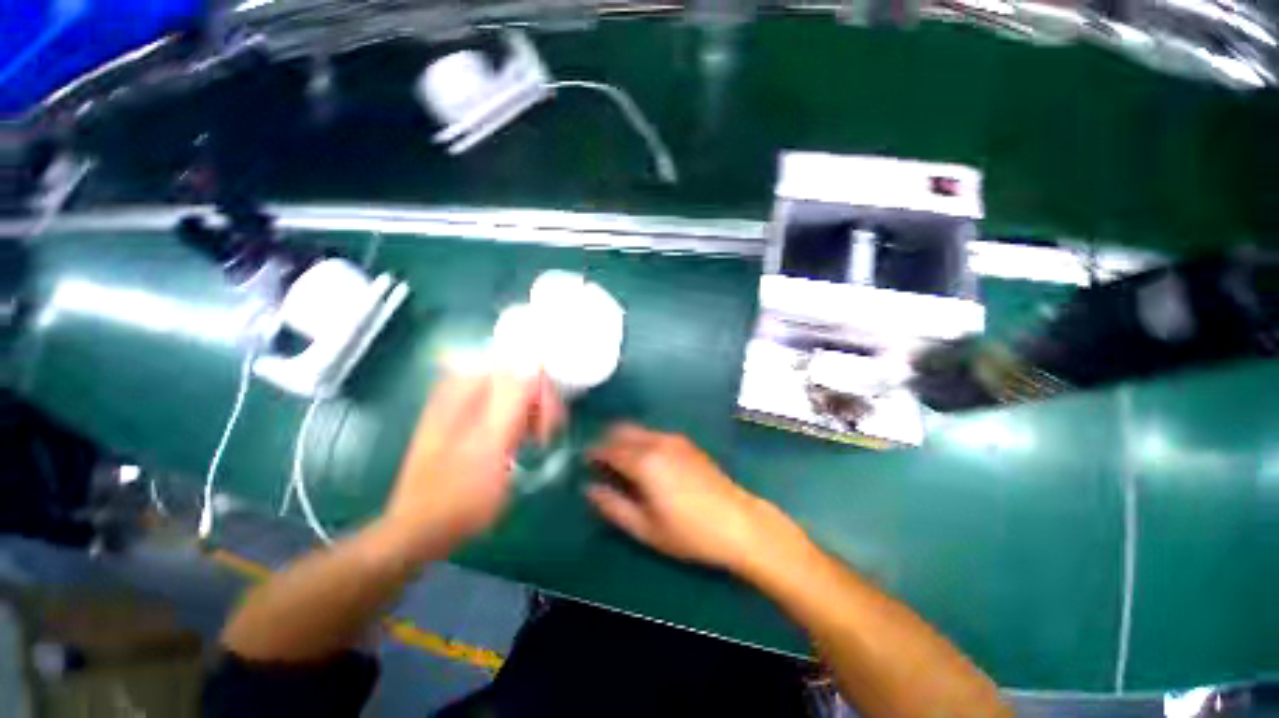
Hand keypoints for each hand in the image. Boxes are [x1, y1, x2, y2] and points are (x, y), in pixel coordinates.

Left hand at [379, 370, 563, 562]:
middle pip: (520, 378)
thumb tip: (535, 361)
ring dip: (532, 415)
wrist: (419, 530)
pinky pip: (505, 409)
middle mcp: (463, 386)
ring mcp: (463, 404)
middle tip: (544, 438)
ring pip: (515, 395)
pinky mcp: (466, 422)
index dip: (543, 393)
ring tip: (534, 444)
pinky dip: (519, 423)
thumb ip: (512, 399)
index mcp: (465, 386)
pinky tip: (519, 445)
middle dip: (539, 405)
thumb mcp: (490, 445)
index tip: (549, 427)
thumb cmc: (458, 493)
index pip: (522, 367)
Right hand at [586, 424, 780, 569]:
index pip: (608, 449)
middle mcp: (657, 442)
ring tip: (623, 465)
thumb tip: (589, 489)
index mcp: (644, 462)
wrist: (739, 522)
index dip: (593, 454)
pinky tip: (647, 464)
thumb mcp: (646, 528)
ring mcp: (675, 439)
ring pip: (639, 430)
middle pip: (622, 430)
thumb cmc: (689, 532)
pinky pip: (654, 434)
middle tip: (602, 464)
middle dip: (607, 441)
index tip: (584, 462)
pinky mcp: (687, 443)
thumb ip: (613, 506)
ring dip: (625, 441)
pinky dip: (642, 442)